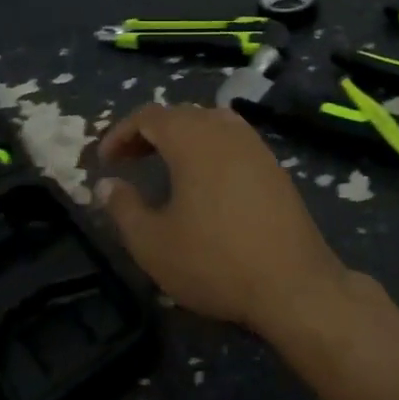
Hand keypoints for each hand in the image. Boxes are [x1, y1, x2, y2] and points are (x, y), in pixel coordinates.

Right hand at [95, 104, 349, 332]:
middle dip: (150, 133)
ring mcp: (256, 146)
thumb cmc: (215, 261)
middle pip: (181, 115)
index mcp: (193, 139)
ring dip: (182, 138)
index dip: (120, 133)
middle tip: (129, 161)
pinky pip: (233, 142)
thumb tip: (106, 184)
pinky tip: (205, 182)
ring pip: (211, 124)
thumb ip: (123, 208)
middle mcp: (226, 130)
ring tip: (165, 166)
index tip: (105, 161)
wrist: (293, 284)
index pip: (149, 116)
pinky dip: (210, 149)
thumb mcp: (153, 243)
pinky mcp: (275, 167)